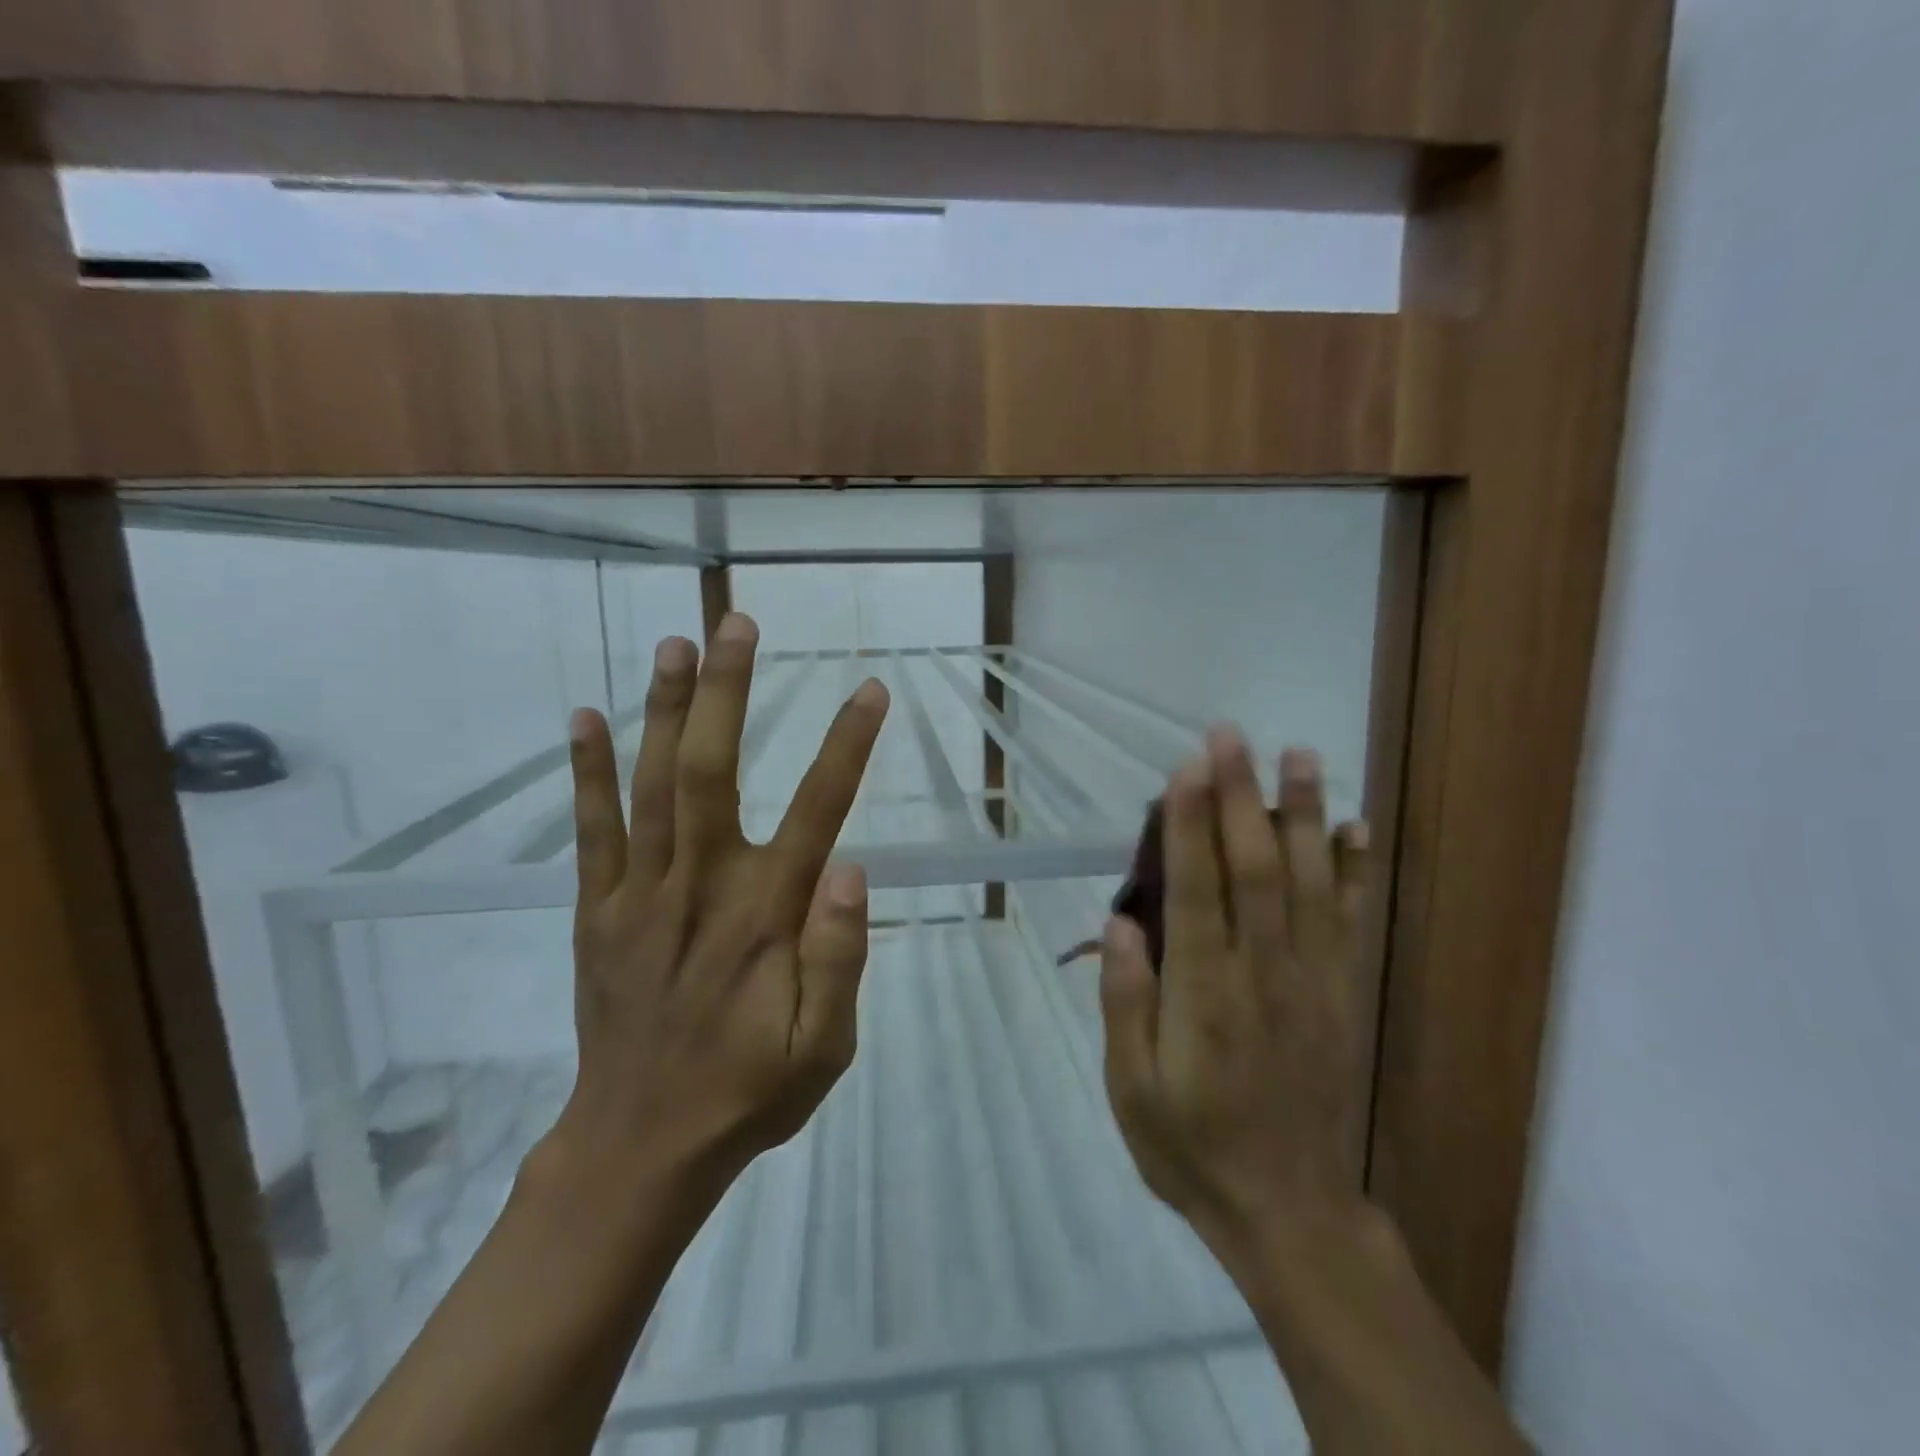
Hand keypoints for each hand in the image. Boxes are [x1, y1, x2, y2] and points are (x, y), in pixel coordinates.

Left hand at [541, 613, 890, 1217]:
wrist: (639, 1146)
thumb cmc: (748, 1092)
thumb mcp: (825, 1049)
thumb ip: (841, 959)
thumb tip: (852, 869)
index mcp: (765, 917)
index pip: (817, 812)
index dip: (847, 747)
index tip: (870, 690)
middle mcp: (700, 888)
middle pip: (712, 771)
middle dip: (727, 692)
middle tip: (737, 623)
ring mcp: (639, 896)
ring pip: (652, 785)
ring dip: (664, 709)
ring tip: (677, 642)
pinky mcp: (597, 912)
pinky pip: (592, 831)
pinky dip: (587, 773)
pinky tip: (586, 718)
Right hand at [1099, 730, 1369, 1257]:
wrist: (1287, 1209)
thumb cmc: (1191, 1145)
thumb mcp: (1130, 1089)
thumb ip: (1125, 1002)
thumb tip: (1122, 920)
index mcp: (1202, 995)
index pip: (1197, 891)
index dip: (1190, 825)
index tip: (1187, 768)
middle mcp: (1261, 973)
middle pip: (1253, 869)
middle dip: (1239, 796)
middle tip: (1230, 735)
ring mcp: (1310, 980)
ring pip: (1308, 882)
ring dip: (1302, 814)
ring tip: (1300, 754)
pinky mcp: (1340, 994)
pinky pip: (1348, 921)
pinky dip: (1352, 870)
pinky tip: (1353, 827)